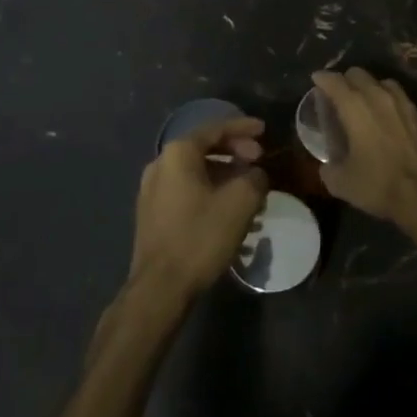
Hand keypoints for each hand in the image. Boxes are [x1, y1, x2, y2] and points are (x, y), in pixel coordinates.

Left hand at [129, 117, 268, 301]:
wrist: (160, 287)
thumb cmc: (200, 236)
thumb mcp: (240, 202)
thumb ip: (254, 178)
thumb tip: (255, 175)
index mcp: (178, 153)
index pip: (215, 129)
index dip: (243, 128)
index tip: (264, 130)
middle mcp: (160, 165)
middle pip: (204, 148)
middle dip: (234, 152)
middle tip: (259, 160)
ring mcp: (152, 191)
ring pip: (196, 172)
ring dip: (224, 175)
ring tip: (249, 189)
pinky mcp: (152, 215)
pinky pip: (187, 191)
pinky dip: (210, 191)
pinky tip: (228, 211)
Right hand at [310, 68, 416, 226]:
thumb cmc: (378, 184)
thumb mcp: (340, 183)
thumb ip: (328, 167)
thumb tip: (328, 165)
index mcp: (354, 107)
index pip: (333, 81)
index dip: (322, 78)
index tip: (316, 80)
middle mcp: (378, 96)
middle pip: (358, 74)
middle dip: (345, 80)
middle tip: (339, 95)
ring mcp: (402, 103)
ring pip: (382, 82)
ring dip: (370, 88)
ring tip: (365, 103)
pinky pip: (400, 98)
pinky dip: (390, 102)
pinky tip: (389, 117)